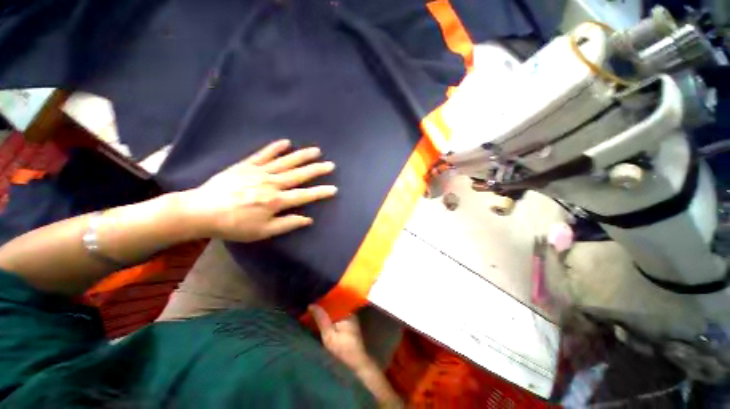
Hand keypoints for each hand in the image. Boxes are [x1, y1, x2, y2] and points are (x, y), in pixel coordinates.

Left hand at [181, 139, 336, 241]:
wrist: (200, 211)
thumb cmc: (233, 225)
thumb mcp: (262, 232)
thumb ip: (287, 224)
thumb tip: (308, 219)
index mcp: (276, 201)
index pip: (305, 196)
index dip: (321, 192)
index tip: (334, 188)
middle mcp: (271, 183)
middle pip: (299, 175)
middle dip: (317, 170)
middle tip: (331, 164)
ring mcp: (259, 172)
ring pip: (286, 162)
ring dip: (302, 156)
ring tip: (316, 150)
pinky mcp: (246, 165)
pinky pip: (263, 154)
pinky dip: (275, 148)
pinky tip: (286, 142)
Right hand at [309, 304, 373, 371]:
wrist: (357, 361)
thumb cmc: (343, 348)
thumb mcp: (329, 335)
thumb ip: (321, 319)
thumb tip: (311, 305)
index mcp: (346, 311)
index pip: (333, 299)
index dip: (322, 298)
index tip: (312, 297)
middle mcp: (349, 310)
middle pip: (334, 303)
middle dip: (323, 304)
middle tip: (311, 304)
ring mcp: (349, 316)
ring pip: (335, 309)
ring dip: (326, 309)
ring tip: (314, 308)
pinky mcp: (348, 322)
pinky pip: (337, 314)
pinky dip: (330, 315)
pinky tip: (322, 317)